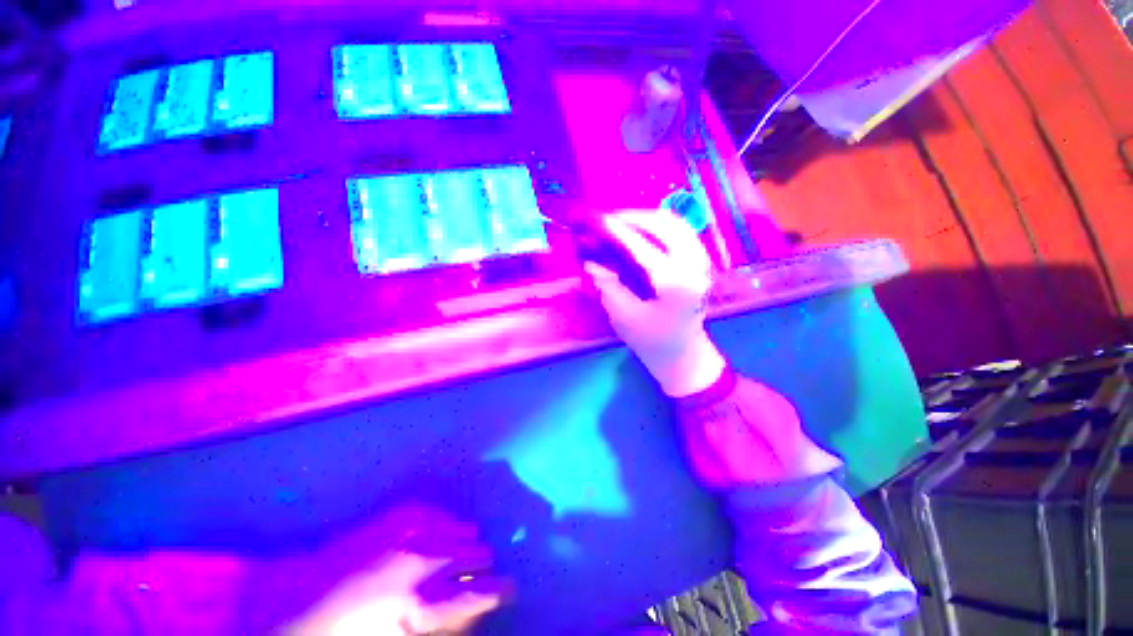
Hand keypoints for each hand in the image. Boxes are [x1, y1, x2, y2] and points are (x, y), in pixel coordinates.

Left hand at [285, 503, 512, 635]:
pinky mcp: (391, 521)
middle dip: (483, 561)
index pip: (478, 593)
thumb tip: (472, 612)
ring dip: (466, 538)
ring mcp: (406, 538)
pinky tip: (442, 526)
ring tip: (467, 544)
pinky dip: (443, 520)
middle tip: (485, 566)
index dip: (500, 589)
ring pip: (458, 528)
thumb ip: (442, 626)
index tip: (512, 586)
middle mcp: (420, 567)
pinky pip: (432, 513)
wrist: (295, 613)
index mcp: (420, 609)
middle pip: (474, 553)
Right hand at [583, 210, 726, 397]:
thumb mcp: (624, 317)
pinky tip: (643, 230)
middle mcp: (694, 267)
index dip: (619, 231)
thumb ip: (608, 286)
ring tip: (624, 221)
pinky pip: (682, 232)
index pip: (643, 248)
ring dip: (649, 218)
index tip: (600, 220)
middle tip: (611, 219)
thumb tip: (591, 262)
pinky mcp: (701, 262)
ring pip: (677, 224)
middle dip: (637, 217)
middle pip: (667, 225)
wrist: (683, 354)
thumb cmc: (652, 341)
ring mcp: (702, 262)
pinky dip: (661, 226)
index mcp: (675, 284)